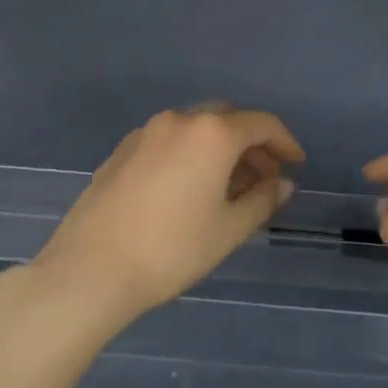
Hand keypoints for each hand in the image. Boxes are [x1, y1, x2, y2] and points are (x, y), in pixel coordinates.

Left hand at [32, 106, 305, 332]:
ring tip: (230, 187)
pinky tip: (190, 189)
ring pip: (195, 129)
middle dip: (251, 143)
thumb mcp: (229, 229)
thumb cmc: (172, 249)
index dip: (285, 142)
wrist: (91, 268)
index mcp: (211, 133)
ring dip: (220, 149)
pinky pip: (169, 142)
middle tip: (265, 176)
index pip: (261, 124)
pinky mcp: (121, 151)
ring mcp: (145, 134)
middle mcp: (178, 121)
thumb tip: (281, 184)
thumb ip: (262, 200)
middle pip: (227, 119)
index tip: (296, 164)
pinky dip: (191, 154)